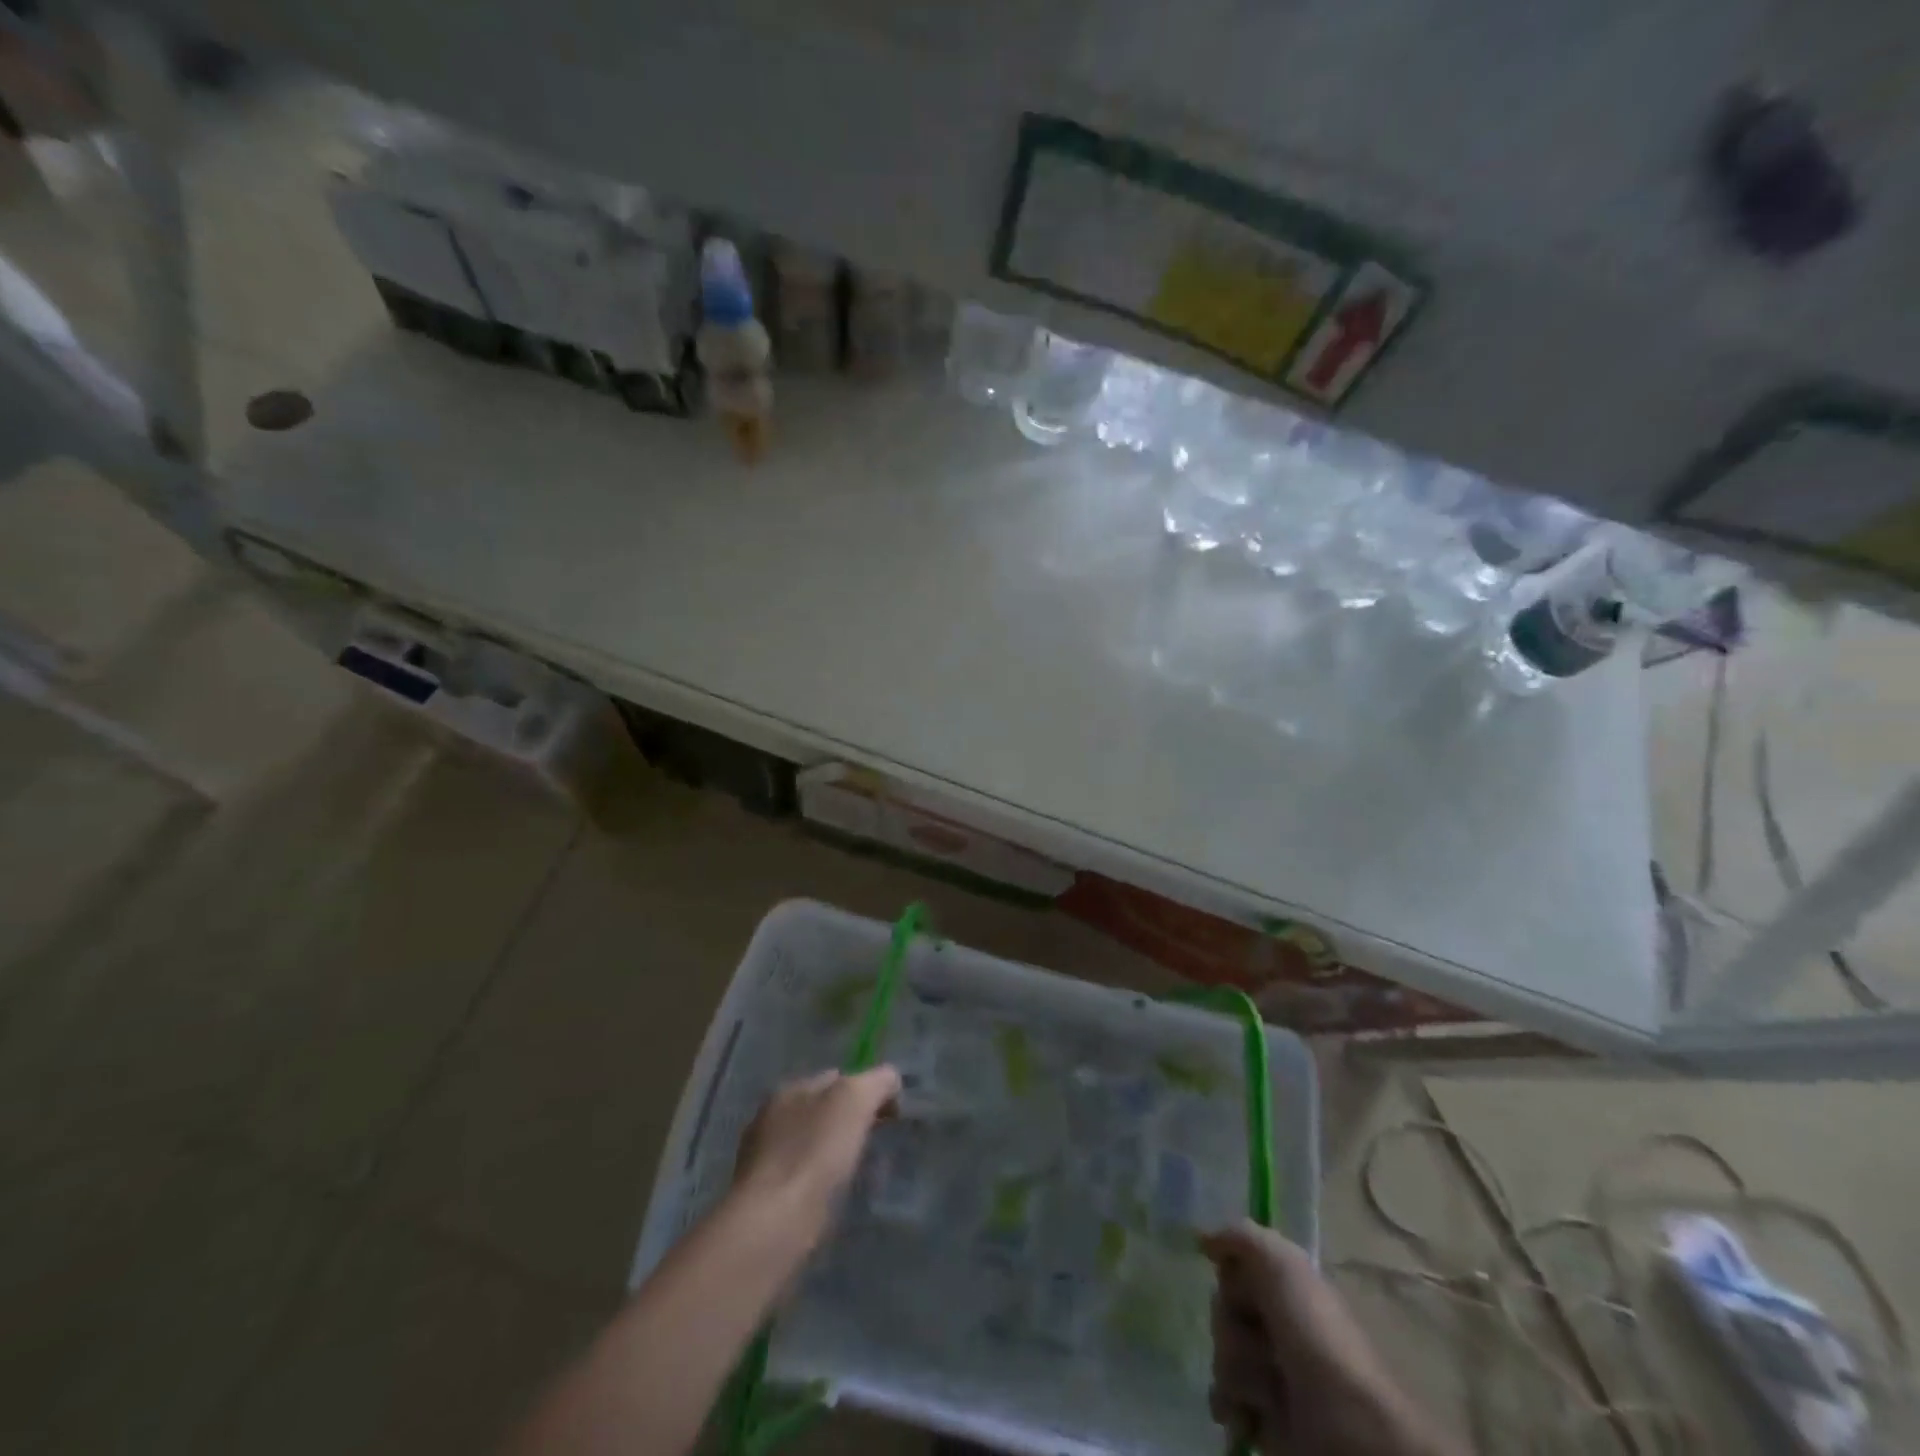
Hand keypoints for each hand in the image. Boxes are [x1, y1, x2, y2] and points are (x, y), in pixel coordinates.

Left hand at [730, 1066, 899, 1248]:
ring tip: (860, 1173)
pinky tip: (834, 1198)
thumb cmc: (815, 1152)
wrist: (773, 1224)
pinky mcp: (765, 1200)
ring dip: (833, 1154)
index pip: (836, 1078)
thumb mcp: (855, 1100)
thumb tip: (890, 1080)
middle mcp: (771, 1119)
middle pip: (822, 1111)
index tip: (890, 1114)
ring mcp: (764, 1161)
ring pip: (812, 1146)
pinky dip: (820, 1184)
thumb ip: (876, 1082)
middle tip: (878, 1142)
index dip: (866, 1089)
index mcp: (790, 1089)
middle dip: (849, 1122)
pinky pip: (803, 1180)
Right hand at [1203, 1222, 1458, 1455]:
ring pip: (1221, 1355)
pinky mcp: (1262, 1416)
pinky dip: (1231, 1405)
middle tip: (1262, 1346)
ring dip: (1237, 1371)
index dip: (1232, 1281)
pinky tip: (1247, 1414)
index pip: (1232, 1270)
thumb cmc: (1317, 1337)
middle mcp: (1276, 1326)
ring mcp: (1269, 1373)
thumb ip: (1242, 1237)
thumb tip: (1204, 1240)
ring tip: (1267, 1391)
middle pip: (1221, 1311)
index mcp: (1285, 1290)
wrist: (1348, 1430)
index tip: (1242, 1291)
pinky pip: (1223, 1397)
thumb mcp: (1282, 1264)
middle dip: (1232, 1329)